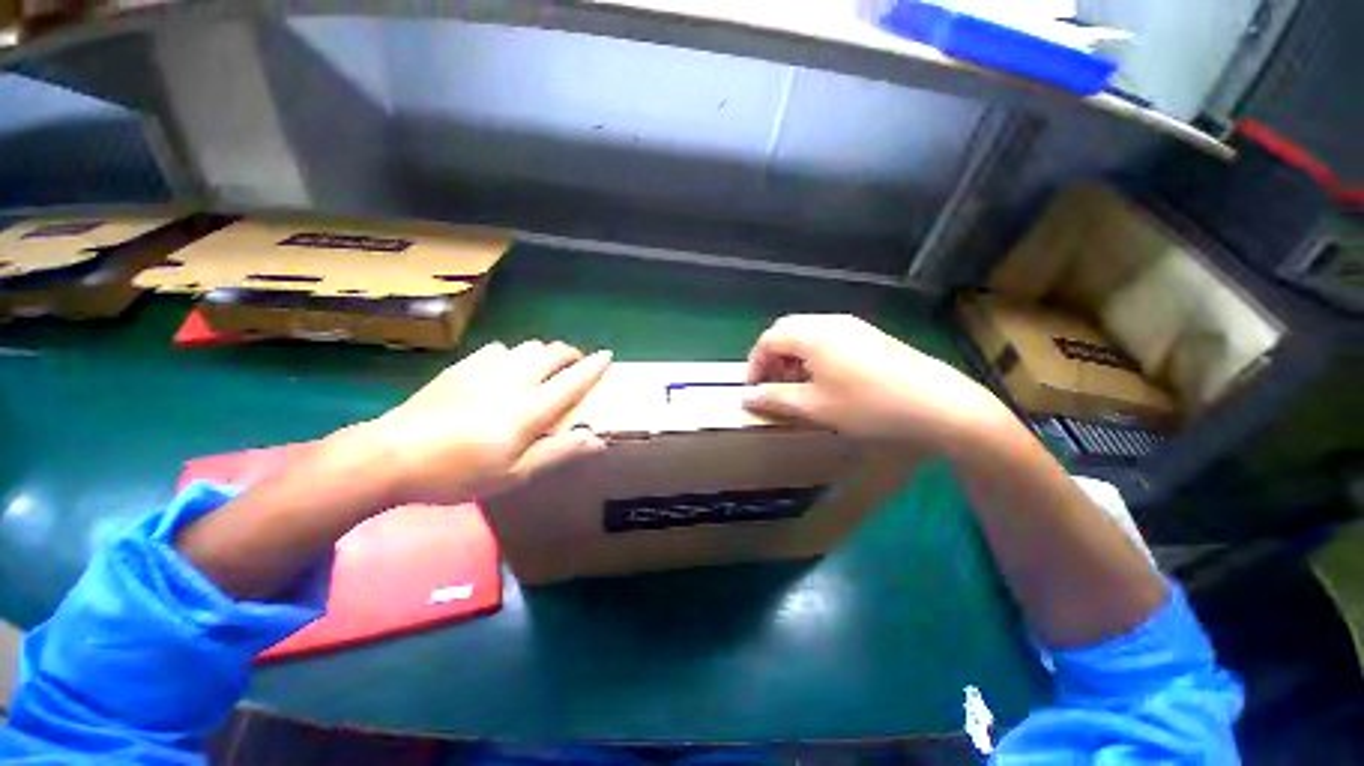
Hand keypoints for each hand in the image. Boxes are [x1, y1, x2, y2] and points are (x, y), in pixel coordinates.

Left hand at [355, 340, 611, 505]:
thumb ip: (559, 452)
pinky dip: (513, 355)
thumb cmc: (459, 472)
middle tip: (574, 366)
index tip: (608, 356)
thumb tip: (598, 440)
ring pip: (527, 346)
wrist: (392, 456)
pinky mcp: (463, 367)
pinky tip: (505, 370)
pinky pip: (499, 349)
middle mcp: (514, 380)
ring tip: (542, 368)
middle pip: (552, 352)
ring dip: (543, 353)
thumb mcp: (515, 474)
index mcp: (530, 408)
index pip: (573, 379)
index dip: (594, 367)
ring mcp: (486, 369)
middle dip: (570, 354)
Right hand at [743, 314, 1011, 451]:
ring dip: (793, 356)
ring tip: (796, 386)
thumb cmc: (869, 406)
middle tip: (772, 385)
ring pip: (809, 334)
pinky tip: (825, 381)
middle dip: (772, 357)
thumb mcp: (815, 407)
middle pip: (788, 331)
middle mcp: (831, 322)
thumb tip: (747, 397)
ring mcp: (854, 327)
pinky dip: (814, 356)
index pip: (769, 339)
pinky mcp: (871, 337)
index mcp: (813, 334)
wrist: (939, 405)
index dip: (754, 363)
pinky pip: (830, 339)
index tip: (753, 389)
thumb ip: (775, 399)